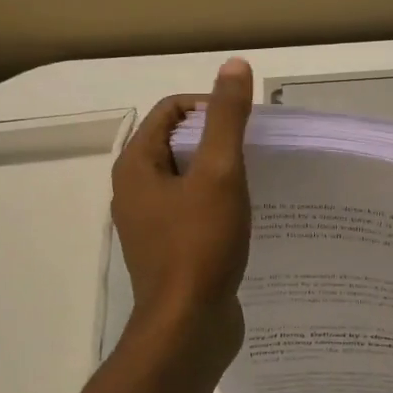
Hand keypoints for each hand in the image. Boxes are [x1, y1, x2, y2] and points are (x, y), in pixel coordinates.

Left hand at [111, 59, 253, 365]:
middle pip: (178, 142)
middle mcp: (135, 190)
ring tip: (257, 181)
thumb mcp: (219, 173)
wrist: (189, 327)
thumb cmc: (200, 244)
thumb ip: (226, 118)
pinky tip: (246, 215)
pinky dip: (217, 203)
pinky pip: (192, 210)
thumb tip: (233, 65)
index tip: (246, 125)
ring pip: (188, 178)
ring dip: (220, 173)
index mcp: (136, 165)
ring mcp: (150, 223)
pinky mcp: (168, 249)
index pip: (171, 110)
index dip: (210, 107)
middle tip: (257, 152)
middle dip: (217, 140)